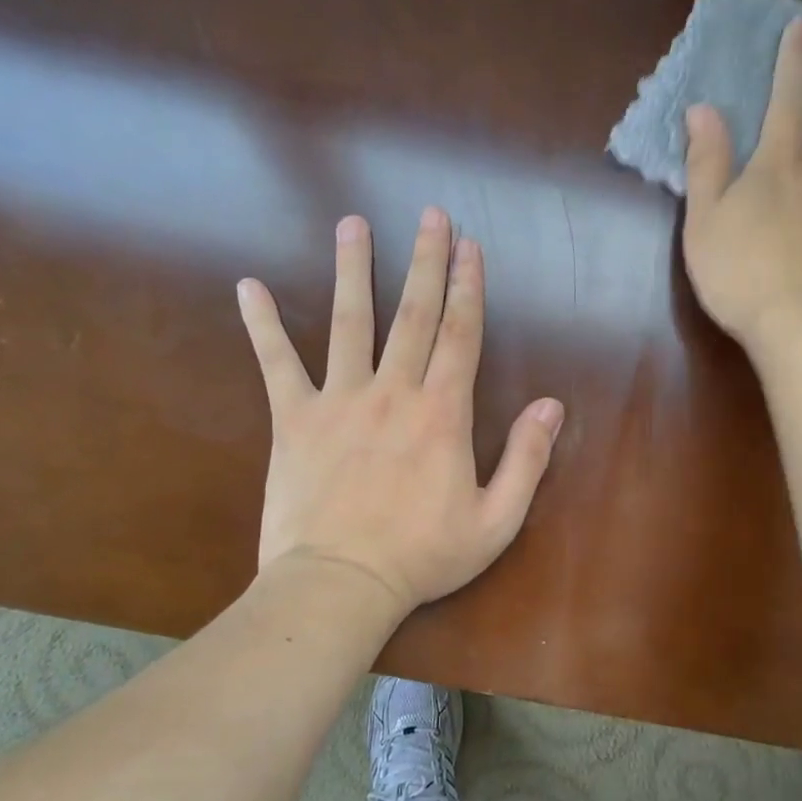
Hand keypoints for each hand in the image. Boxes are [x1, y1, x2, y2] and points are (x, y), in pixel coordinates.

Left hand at [237, 207, 564, 616]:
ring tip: (354, 224)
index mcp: (442, 413)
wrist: (339, 585)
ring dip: (355, 269)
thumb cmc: (422, 556)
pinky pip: (276, 364)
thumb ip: (527, 459)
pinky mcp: (294, 419)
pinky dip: (262, 325)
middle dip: (426, 260)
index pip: (461, 334)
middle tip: (430, 215)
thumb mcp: (496, 520)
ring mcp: (339, 400)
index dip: (469, 287)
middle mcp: (393, 391)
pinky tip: (248, 287)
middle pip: (414, 313)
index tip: (471, 247)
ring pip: (350, 321)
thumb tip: (552, 406)